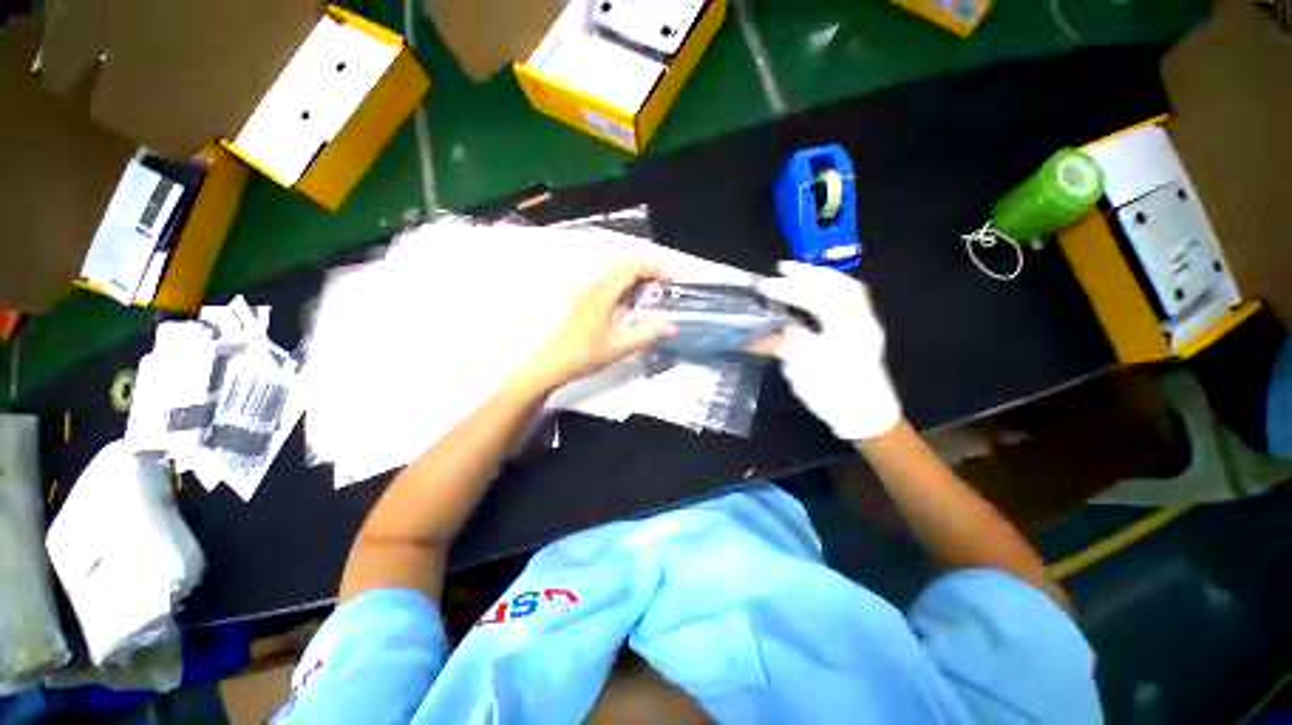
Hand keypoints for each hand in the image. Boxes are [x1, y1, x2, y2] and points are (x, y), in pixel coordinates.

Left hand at [521, 263, 674, 390]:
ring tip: (653, 293)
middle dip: (648, 271)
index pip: (631, 269)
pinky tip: (632, 304)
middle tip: (665, 286)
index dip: (654, 269)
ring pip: (616, 275)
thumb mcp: (619, 347)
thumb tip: (672, 326)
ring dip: (636, 278)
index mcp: (603, 294)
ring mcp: (587, 293)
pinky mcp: (584, 302)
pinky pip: (609, 285)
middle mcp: (594, 287)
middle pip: (624, 267)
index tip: (670, 280)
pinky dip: (626, 286)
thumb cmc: (585, 355)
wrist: (553, 363)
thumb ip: (646, 334)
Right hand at [755, 261, 901, 439]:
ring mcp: (865, 325)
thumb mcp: (808, 374)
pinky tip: (817, 291)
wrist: (868, 418)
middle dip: (809, 273)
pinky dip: (831, 288)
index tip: (765, 286)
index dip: (790, 290)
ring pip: (847, 290)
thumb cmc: (838, 398)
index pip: (819, 299)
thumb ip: (789, 347)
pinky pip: (850, 300)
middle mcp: (862, 321)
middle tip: (782, 267)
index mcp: (850, 331)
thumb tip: (770, 332)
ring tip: (798, 273)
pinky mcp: (863, 332)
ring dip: (821, 277)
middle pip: (839, 286)